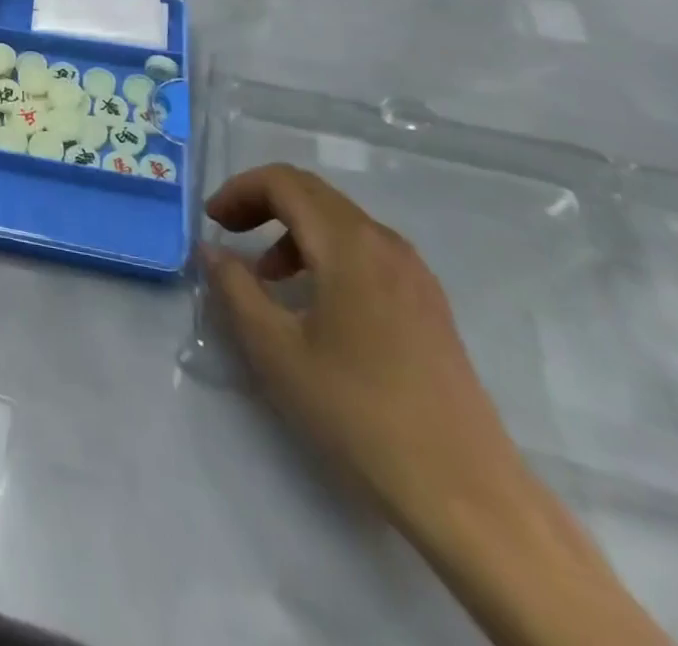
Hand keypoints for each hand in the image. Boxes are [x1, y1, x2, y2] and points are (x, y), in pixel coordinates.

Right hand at [201, 164, 522, 531]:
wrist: (466, 495)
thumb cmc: (358, 413)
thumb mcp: (275, 349)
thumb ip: (235, 288)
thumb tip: (212, 251)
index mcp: (349, 244)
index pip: (284, 182)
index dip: (239, 190)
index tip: (211, 223)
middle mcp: (385, 243)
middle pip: (312, 194)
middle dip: (261, 203)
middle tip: (226, 234)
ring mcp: (414, 273)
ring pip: (339, 222)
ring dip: (292, 230)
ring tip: (264, 275)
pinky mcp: (427, 304)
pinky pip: (364, 251)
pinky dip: (324, 254)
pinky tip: (312, 302)